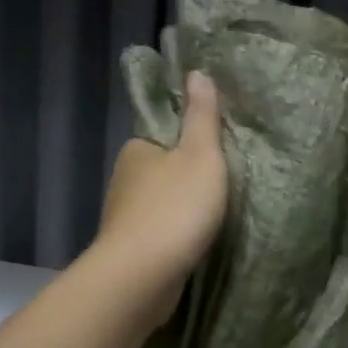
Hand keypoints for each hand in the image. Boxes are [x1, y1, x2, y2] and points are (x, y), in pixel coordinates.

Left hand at [95, 71, 228, 323]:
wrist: (142, 276)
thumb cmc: (176, 208)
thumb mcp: (201, 155)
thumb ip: (202, 116)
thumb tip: (196, 72)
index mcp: (138, 148)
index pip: (164, 132)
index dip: (189, 137)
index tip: (216, 147)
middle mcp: (124, 178)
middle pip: (162, 167)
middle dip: (186, 174)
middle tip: (224, 180)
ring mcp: (124, 216)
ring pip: (159, 201)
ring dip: (180, 206)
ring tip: (214, 213)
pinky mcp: (130, 248)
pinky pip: (158, 231)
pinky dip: (174, 232)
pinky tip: (194, 240)